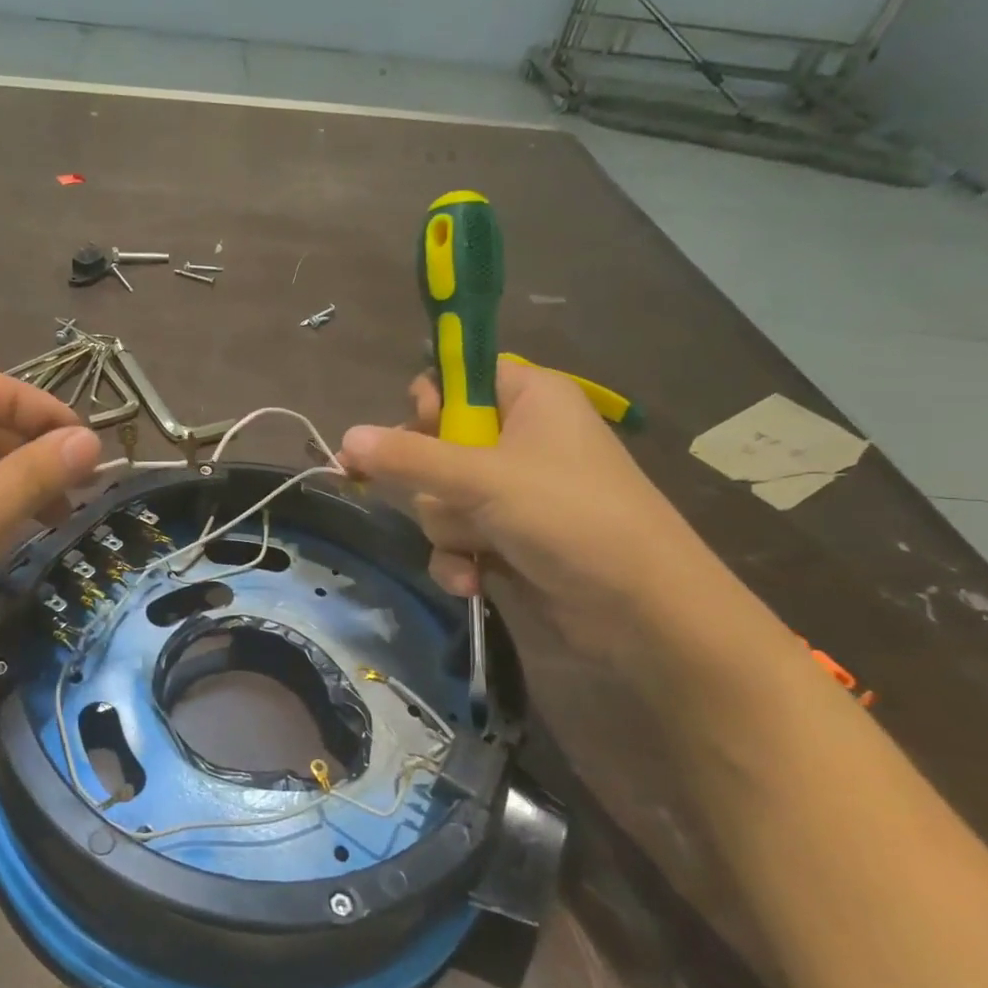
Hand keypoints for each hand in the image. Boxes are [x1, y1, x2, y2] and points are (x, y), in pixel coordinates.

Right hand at [339, 358, 712, 657]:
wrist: (641, 611)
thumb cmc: (570, 517)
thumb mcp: (482, 478)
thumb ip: (408, 457)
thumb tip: (345, 437)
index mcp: (529, 398)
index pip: (462, 375)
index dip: (432, 399)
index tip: (416, 425)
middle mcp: (519, 439)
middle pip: (437, 441)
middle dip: (432, 479)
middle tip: (443, 492)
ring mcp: (512, 493)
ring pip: (440, 496)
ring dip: (449, 527)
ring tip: (478, 546)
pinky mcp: (507, 539)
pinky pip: (456, 536)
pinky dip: (460, 558)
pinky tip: (473, 579)